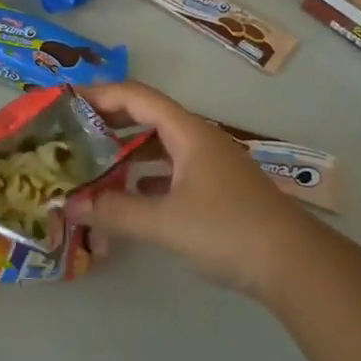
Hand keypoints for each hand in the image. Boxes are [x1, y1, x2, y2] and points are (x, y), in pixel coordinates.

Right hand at [63, 81, 313, 298]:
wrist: (296, 266)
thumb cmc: (227, 230)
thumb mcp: (164, 222)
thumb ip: (113, 212)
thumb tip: (68, 205)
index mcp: (187, 132)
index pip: (136, 97)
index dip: (99, 94)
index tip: (65, 100)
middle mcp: (199, 139)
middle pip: (147, 116)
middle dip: (108, 120)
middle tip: (71, 131)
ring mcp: (210, 165)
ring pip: (159, 145)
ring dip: (126, 150)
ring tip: (92, 161)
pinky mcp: (217, 190)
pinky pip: (171, 170)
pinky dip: (145, 175)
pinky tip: (128, 194)